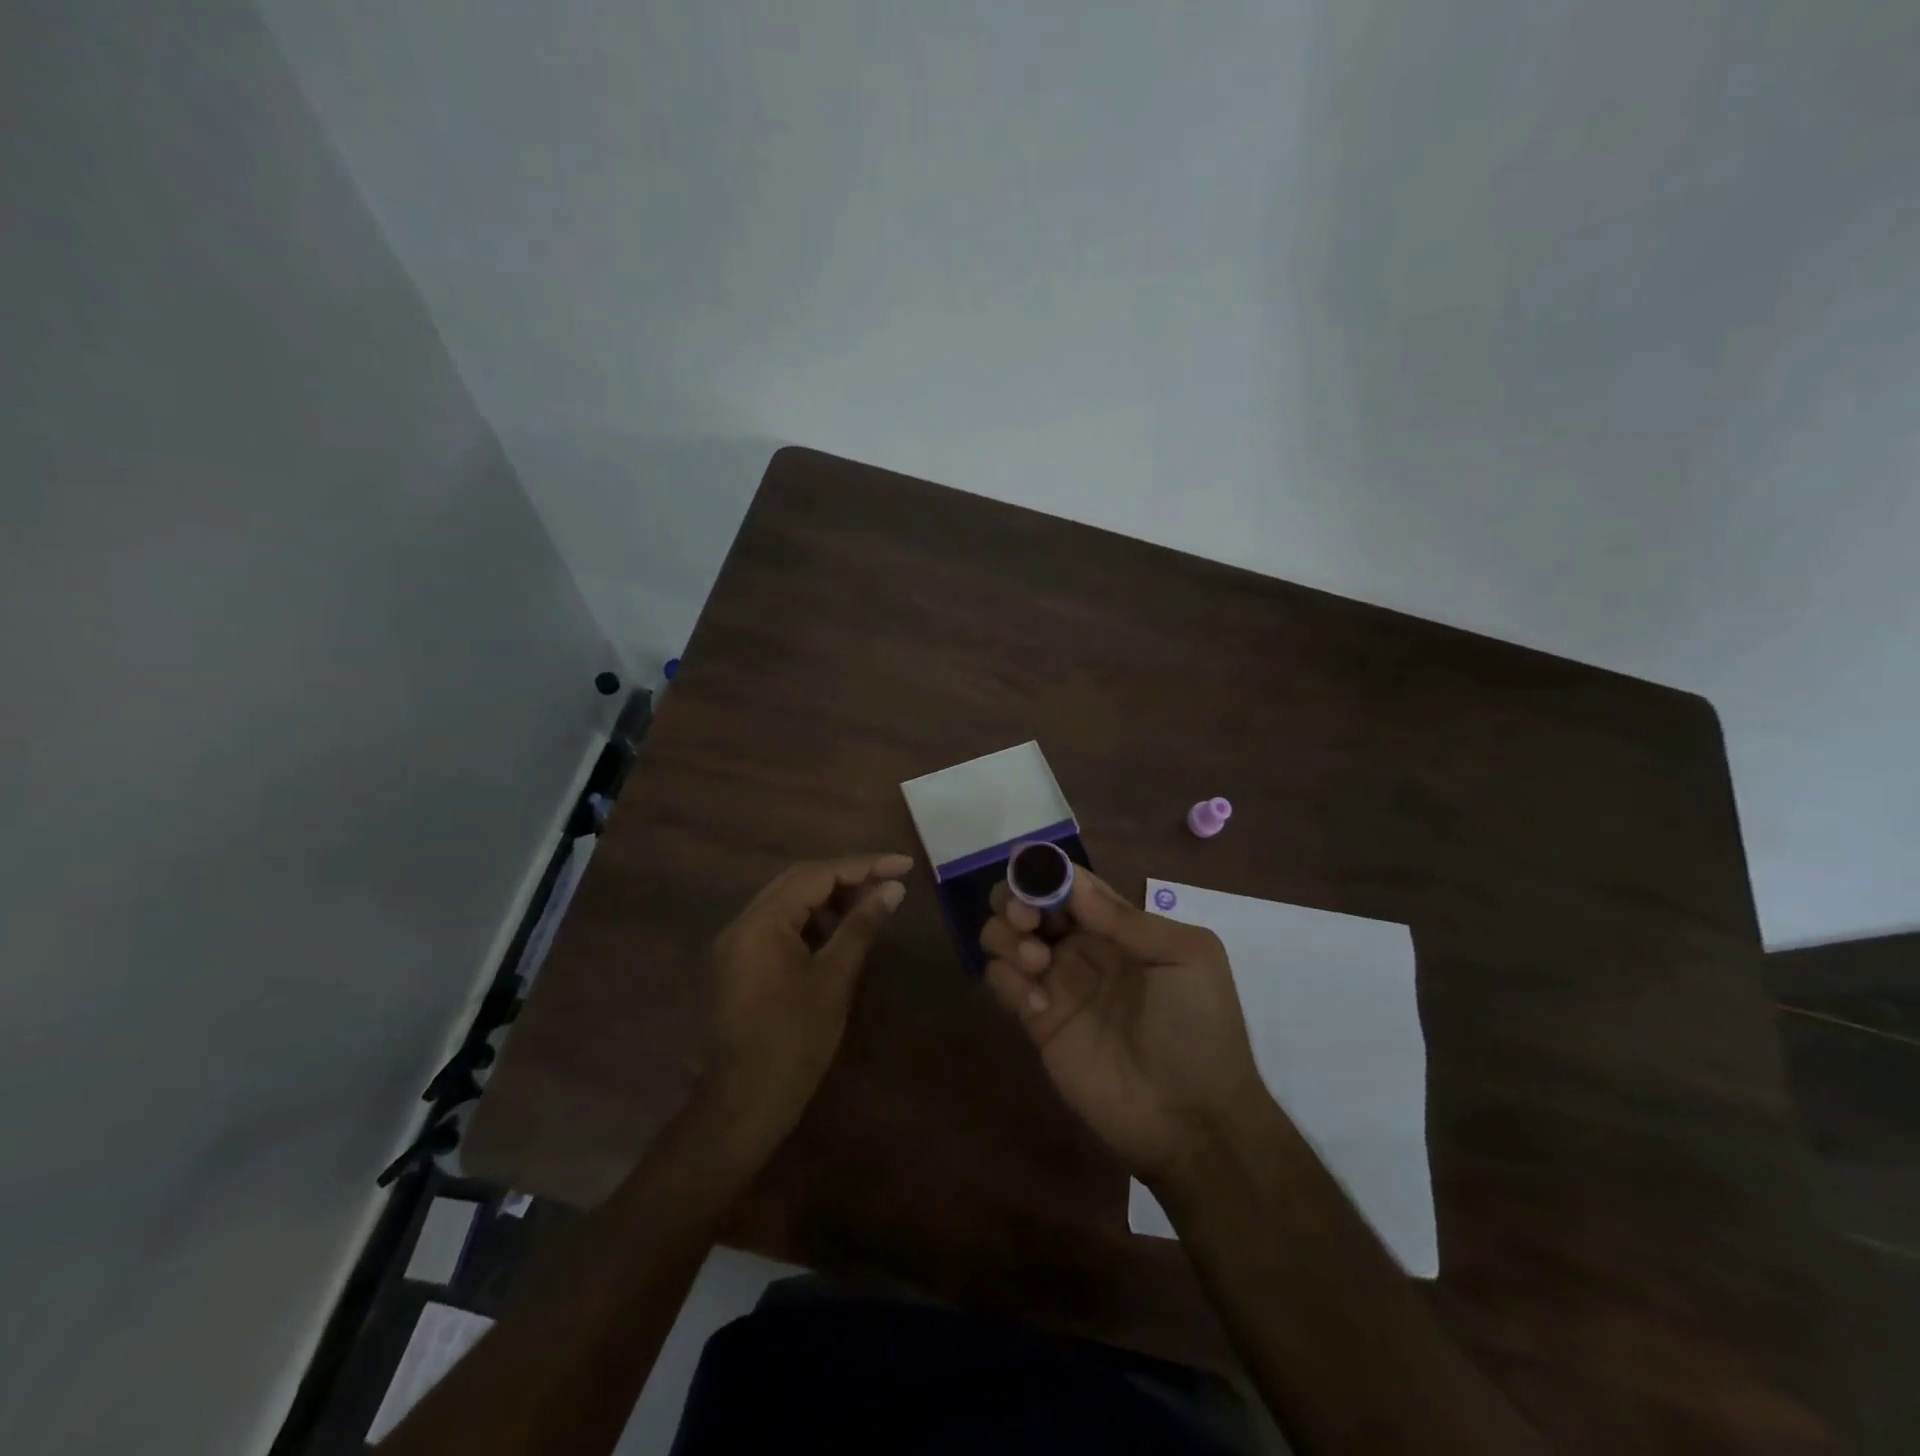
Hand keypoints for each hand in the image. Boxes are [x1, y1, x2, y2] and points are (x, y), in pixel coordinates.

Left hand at [707, 853, 911, 1143]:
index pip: (818, 874)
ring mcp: (735, 944)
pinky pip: (777, 925)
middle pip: (799, 880)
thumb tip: (892, 888)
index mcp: (762, 920)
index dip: (864, 866)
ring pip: (787, 902)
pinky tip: (837, 934)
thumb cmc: (795, 1039)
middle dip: (846, 877)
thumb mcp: (834, 978)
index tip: (904, 865)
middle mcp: (742, 922)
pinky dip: (809, 921)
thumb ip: (861, 925)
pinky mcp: (738, 964)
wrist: (744, 1102)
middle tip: (889, 882)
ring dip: (828, 898)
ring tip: (868, 908)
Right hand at [980, 869, 1267, 1183]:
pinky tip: (1038, 1006)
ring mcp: (1057, 983)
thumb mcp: (1185, 958)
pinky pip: (1002, 982)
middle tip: (1027, 920)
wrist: (1191, 1118)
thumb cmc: (1198, 1028)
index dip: (1045, 871)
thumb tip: (1072, 882)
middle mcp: (1082, 946)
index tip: (1027, 869)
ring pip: (1006, 937)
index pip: (1070, 883)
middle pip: (1029, 903)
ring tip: (1036, 963)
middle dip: (1015, 899)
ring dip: (1008, 937)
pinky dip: (1007, 981)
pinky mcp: (1037, 1021)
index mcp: (1119, 926)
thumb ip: (1127, 919)